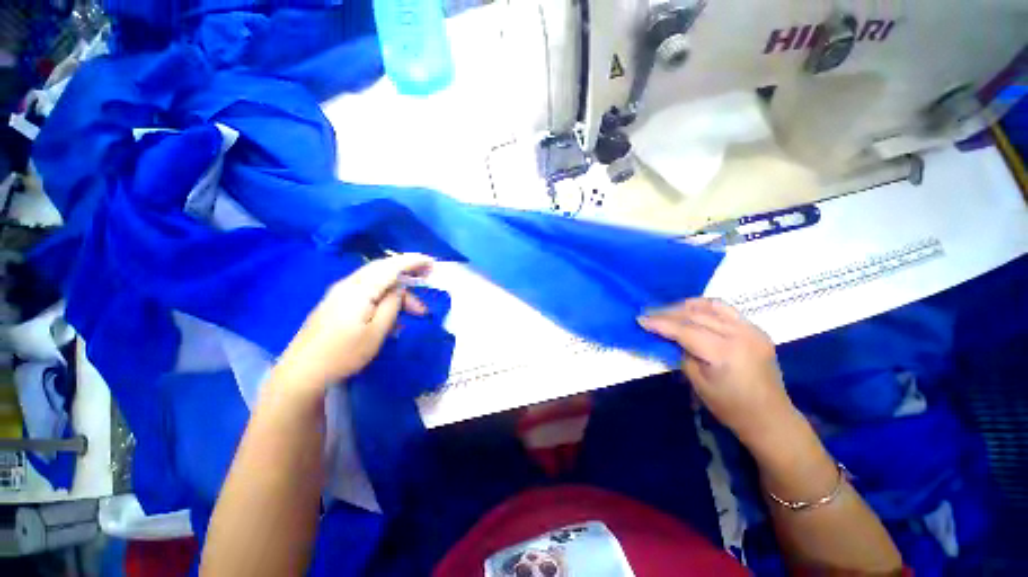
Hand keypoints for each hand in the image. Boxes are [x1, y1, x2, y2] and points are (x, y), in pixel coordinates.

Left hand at [274, 254, 433, 394]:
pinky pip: (368, 292)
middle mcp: (348, 285)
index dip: (413, 261)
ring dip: (399, 292)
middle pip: (384, 270)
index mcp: (359, 290)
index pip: (391, 266)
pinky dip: (385, 298)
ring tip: (416, 312)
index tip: (432, 263)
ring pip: (377, 282)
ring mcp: (340, 293)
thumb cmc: (343, 354)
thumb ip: (391, 306)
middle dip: (409, 275)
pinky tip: (394, 317)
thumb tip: (400, 289)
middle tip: (428, 284)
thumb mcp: (376, 332)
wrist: (301, 372)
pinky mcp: (337, 303)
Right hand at [638, 298, 797, 448]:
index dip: (660, 323)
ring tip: (668, 310)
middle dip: (668, 313)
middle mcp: (740, 334)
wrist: (770, 417)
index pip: (685, 330)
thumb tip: (669, 337)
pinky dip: (705, 307)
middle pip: (696, 315)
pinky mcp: (755, 329)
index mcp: (725, 352)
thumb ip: (682, 354)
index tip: (641, 319)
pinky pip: (726, 309)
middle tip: (649, 313)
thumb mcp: (698, 383)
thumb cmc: (730, 407)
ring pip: (711, 306)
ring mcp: (751, 329)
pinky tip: (692, 310)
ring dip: (686, 306)